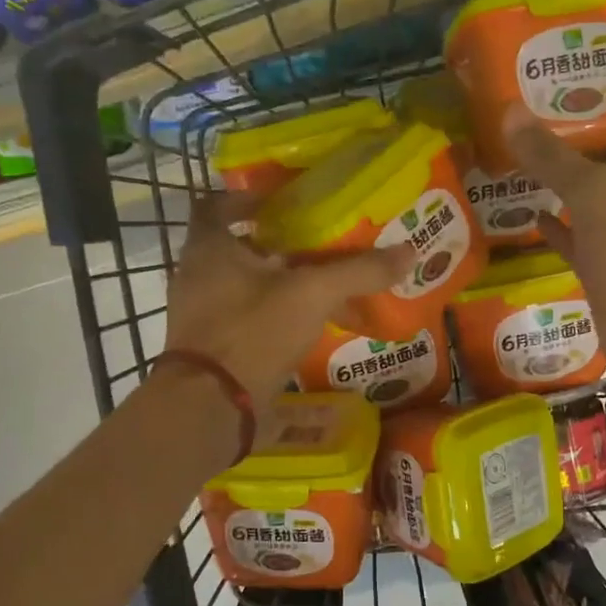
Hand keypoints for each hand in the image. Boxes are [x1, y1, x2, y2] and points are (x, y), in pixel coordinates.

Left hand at [164, 193, 412, 410]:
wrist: (210, 406)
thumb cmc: (254, 332)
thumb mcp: (313, 295)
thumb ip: (358, 272)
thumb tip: (408, 251)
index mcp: (209, 247)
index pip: (217, 204)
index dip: (248, 199)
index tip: (282, 203)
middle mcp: (196, 274)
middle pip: (238, 247)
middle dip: (279, 247)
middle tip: (318, 247)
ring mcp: (200, 314)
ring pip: (245, 286)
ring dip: (281, 285)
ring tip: (325, 291)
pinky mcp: (210, 347)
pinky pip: (246, 319)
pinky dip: (275, 318)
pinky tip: (310, 330)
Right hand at [504, 106, 605, 392]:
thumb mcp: (594, 195)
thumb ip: (554, 157)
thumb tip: (510, 112)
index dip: (595, 105)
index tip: (554, 89)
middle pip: (600, 162)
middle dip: (566, 144)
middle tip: (521, 122)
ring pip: (584, 201)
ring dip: (556, 185)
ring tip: (514, 161)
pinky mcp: (602, 269)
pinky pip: (574, 240)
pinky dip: (554, 228)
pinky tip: (529, 216)